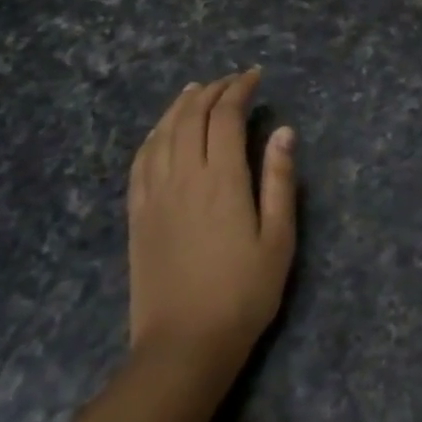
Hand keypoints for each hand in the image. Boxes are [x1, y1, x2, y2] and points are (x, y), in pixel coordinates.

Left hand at [127, 70, 296, 360]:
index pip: (225, 117)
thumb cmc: (243, 294)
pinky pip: (140, 161)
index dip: (239, 89)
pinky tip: (161, 130)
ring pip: (163, 133)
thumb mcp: (278, 239)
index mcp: (222, 180)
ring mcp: (154, 195)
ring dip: (180, 105)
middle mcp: (183, 177)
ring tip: (196, 90)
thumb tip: (284, 131)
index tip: (255, 76)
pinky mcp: (137, 214)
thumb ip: (279, 181)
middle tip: (232, 80)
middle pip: (191, 117)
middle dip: (212, 91)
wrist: (184, 345)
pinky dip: (153, 134)